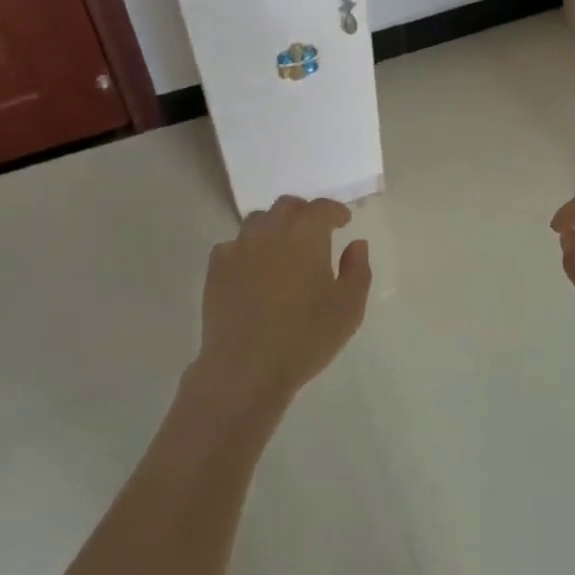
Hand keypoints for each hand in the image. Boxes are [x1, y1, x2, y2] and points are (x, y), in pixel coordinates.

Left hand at [191, 196, 372, 415]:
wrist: (245, 368)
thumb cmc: (305, 338)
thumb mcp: (348, 309)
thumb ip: (357, 270)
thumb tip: (356, 244)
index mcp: (305, 234)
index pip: (322, 208)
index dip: (335, 211)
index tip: (343, 221)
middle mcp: (270, 230)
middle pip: (287, 206)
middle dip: (304, 213)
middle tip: (314, 231)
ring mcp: (239, 246)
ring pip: (258, 221)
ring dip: (274, 227)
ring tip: (283, 249)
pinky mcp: (216, 266)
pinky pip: (234, 245)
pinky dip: (248, 249)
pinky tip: (253, 270)